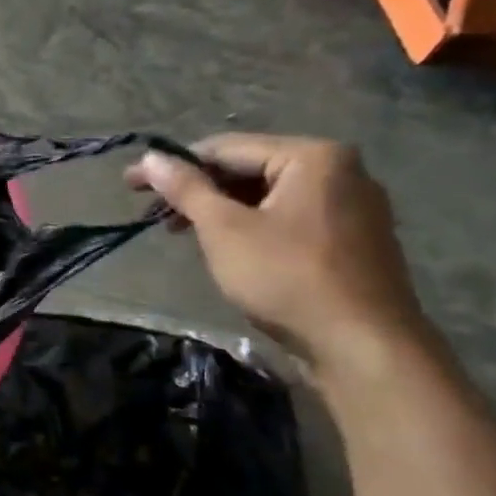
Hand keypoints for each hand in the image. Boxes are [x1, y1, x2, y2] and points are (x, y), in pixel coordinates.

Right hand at [127, 133, 428, 366]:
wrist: (363, 346)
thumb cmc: (287, 276)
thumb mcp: (224, 229)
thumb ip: (186, 188)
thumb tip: (150, 157)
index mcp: (313, 157)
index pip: (226, 148)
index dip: (172, 166)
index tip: (131, 184)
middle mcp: (342, 171)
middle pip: (249, 169)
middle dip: (198, 191)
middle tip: (154, 215)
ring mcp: (354, 206)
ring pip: (268, 196)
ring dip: (221, 210)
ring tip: (184, 233)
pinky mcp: (355, 239)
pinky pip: (290, 217)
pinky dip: (252, 226)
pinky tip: (228, 248)